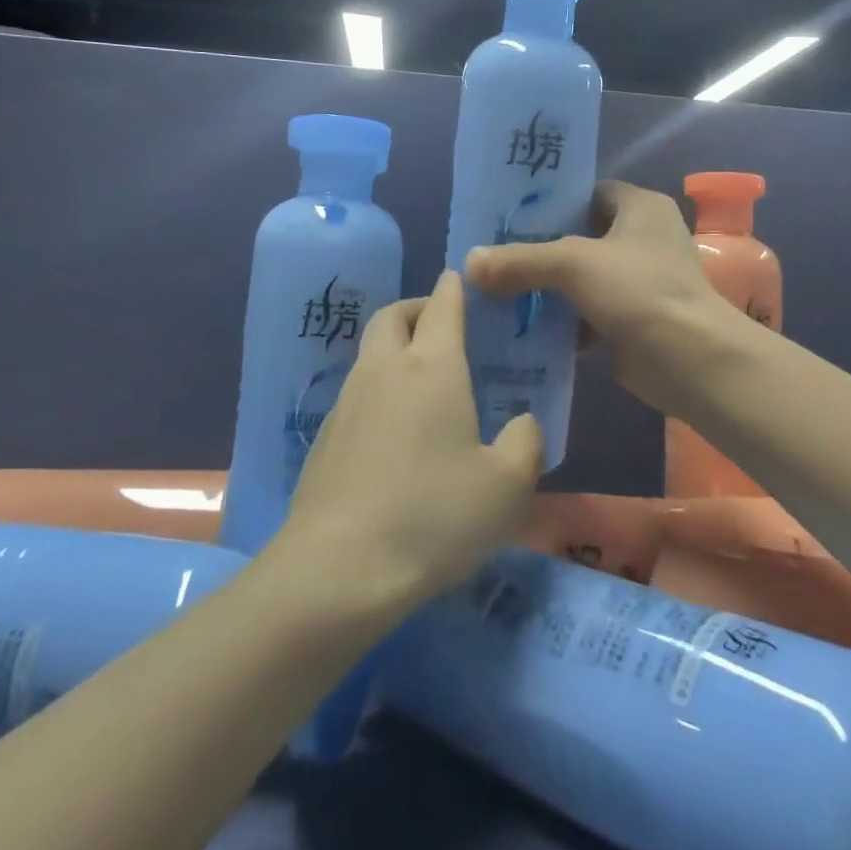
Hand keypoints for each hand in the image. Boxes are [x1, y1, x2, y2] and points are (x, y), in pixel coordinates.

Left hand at [282, 270, 544, 605]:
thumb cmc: (434, 517)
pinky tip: (393, 430)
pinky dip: (377, 388)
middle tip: (440, 323)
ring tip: (421, 378)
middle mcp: (385, 370)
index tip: (459, 278)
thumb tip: (522, 422)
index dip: (453, 288)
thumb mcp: (508, 486)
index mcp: (432, 368)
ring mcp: (347, 402)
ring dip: (393, 347)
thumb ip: (526, 442)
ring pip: (369, 352)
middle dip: (417, 308)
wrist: (337, 571)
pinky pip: (355, 392)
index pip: (443, 307)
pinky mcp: (324, 437)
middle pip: (392, 316)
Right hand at [464, 180, 730, 413]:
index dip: (552, 202)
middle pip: (581, 237)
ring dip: (549, 289)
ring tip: (500, 291)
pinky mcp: (633, 320)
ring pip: (583, 278)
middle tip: (496, 256)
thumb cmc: (639, 290)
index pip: (588, 193)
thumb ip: (521, 260)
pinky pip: (588, 313)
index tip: (510, 216)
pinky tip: (526, 329)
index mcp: (641, 207)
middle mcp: (644, 238)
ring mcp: (641, 282)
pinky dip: (563, 322)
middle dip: (542, 250)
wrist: (690, 360)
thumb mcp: (573, 264)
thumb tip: (469, 263)